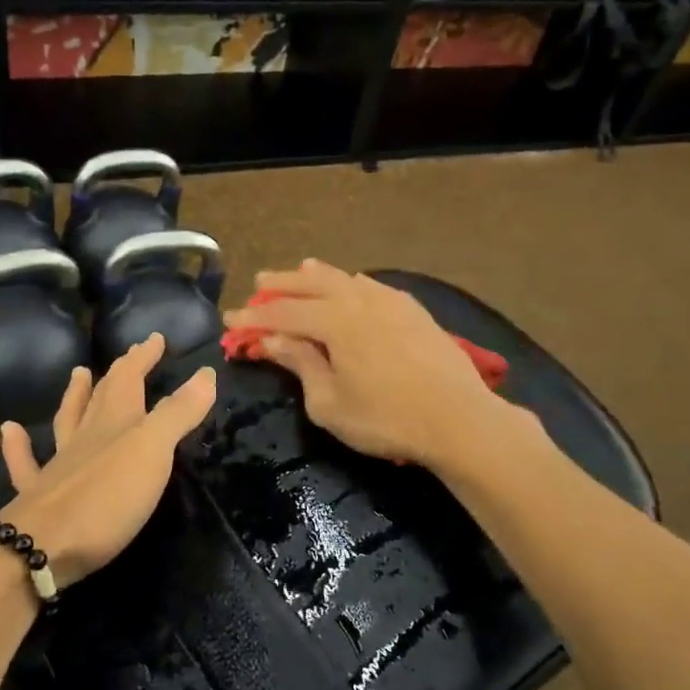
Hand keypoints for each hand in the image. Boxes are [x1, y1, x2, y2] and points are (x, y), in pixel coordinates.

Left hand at [0, 334, 217, 589]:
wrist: (40, 548)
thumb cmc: (106, 498)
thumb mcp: (153, 452)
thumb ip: (178, 413)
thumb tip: (206, 373)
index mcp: (115, 424)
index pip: (129, 378)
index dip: (142, 357)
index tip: (155, 338)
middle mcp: (85, 437)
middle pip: (102, 396)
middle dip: (119, 373)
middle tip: (128, 356)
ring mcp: (58, 466)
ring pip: (67, 421)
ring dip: (75, 396)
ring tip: (77, 374)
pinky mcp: (38, 497)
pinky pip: (26, 464)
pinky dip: (18, 445)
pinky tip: (10, 430)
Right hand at [222, 259, 531, 466]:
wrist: (459, 419)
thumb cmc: (386, 419)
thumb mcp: (329, 402)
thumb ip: (300, 364)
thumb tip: (273, 340)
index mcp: (334, 320)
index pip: (283, 312)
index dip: (253, 316)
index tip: (230, 319)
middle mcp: (359, 300)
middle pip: (311, 284)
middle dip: (281, 284)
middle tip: (259, 283)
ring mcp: (390, 301)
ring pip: (345, 278)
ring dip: (317, 276)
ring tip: (301, 270)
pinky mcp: (413, 310)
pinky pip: (372, 286)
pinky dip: (351, 283)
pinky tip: (352, 285)